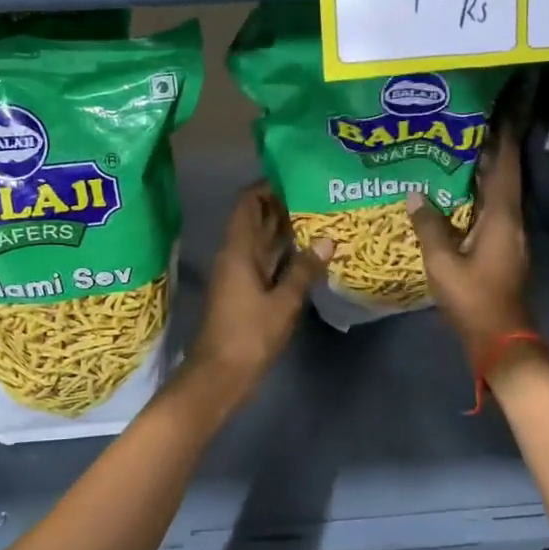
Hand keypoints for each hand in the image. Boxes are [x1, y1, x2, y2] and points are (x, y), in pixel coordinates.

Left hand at [187, 182, 331, 396]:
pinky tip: (311, 252)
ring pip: (264, 241)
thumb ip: (304, 270)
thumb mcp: (283, 302)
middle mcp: (236, 255)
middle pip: (257, 219)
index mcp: (238, 249)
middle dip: (284, 205)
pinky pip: (268, 262)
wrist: (221, 374)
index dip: (269, 186)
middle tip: (319, 193)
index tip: (298, 175)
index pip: (249, 202)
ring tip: (322, 215)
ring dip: (287, 229)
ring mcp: (241, 274)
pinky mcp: (248, 291)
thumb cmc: (249, 334)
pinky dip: (286, 254)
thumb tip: (327, 240)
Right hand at [405, 127, 533, 363]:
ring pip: (498, 194)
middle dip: (490, 148)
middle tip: (466, 123)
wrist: (501, 340)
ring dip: (483, 171)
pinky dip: (477, 195)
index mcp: (502, 218)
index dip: (503, 136)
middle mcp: (511, 221)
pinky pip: (491, 211)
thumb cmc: (473, 300)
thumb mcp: (442, 263)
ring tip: (458, 150)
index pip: (505, 166)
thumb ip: (428, 226)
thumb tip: (415, 193)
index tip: (498, 108)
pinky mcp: (502, 249)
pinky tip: (456, 194)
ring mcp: (509, 236)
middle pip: (504, 176)